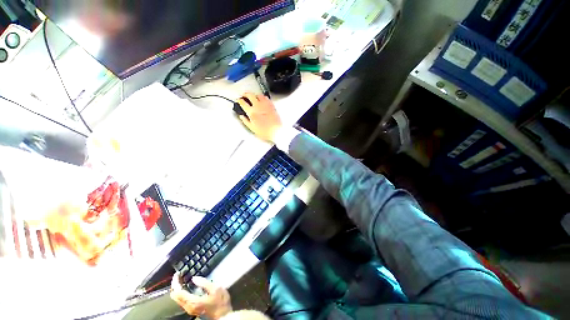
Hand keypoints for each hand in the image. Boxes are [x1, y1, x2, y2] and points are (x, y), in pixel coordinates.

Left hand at [170, 274, 231, 319]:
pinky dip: (180, 293)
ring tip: (181, 280)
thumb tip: (194, 278)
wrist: (223, 314)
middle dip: (174, 286)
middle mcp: (188, 307)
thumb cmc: (220, 301)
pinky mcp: (192, 309)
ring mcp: (189, 309)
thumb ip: (204, 283)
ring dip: (177, 289)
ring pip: (177, 299)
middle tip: (178, 276)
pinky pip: (181, 301)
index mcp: (193, 301)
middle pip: (175, 297)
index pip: (178, 292)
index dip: (176, 283)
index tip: (177, 274)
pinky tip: (185, 287)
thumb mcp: (215, 289)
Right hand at [237, 92, 282, 141]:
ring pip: (258, 95)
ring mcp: (265, 105)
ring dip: (254, 95)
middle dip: (245, 94)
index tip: (239, 101)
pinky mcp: (271, 105)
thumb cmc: (265, 131)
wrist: (276, 131)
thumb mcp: (252, 128)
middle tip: (244, 96)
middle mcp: (258, 106)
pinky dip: (263, 97)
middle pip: (250, 95)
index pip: (242, 102)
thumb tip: (242, 116)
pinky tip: (262, 100)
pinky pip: (266, 98)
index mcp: (252, 112)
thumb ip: (245, 121)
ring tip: (253, 97)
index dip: (239, 100)